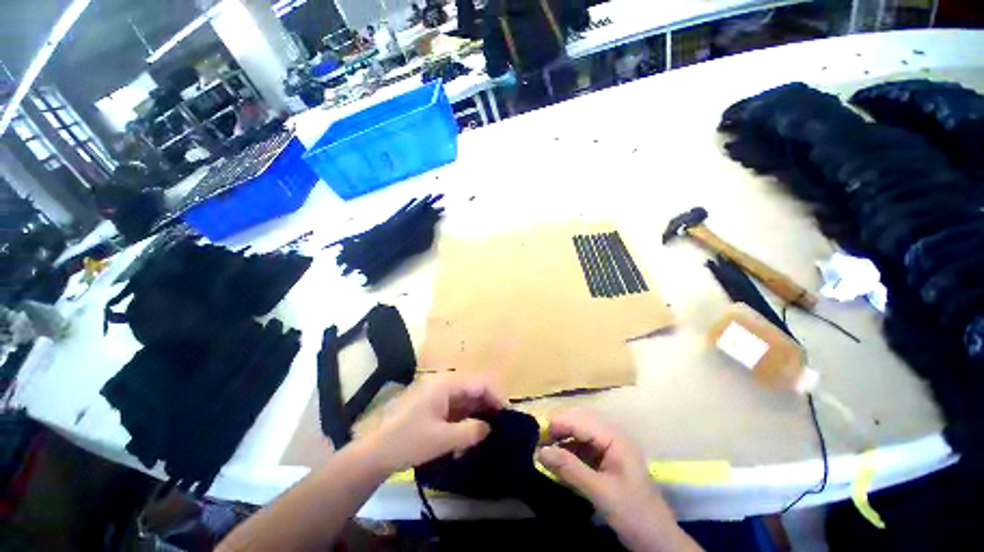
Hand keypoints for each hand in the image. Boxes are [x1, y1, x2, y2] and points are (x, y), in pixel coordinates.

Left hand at [363, 373, 504, 472]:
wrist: (374, 453)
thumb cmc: (408, 441)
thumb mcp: (442, 439)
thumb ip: (470, 431)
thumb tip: (489, 428)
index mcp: (446, 384)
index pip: (479, 384)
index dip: (496, 398)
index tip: (507, 417)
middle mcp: (444, 384)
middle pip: (473, 391)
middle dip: (487, 408)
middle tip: (498, 429)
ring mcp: (437, 395)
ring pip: (465, 401)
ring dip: (475, 417)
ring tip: (484, 437)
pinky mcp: (433, 406)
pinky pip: (455, 410)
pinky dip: (463, 422)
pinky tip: (465, 441)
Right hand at [536, 409, 686, 550]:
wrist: (657, 540)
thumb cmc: (634, 514)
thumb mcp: (602, 493)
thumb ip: (571, 469)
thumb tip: (540, 451)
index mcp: (615, 438)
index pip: (581, 421)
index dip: (559, 424)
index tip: (537, 435)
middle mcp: (611, 437)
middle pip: (579, 422)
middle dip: (559, 429)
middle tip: (539, 442)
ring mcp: (608, 448)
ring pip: (578, 434)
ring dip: (561, 441)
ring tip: (544, 452)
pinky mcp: (604, 461)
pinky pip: (581, 449)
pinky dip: (568, 453)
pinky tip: (558, 462)